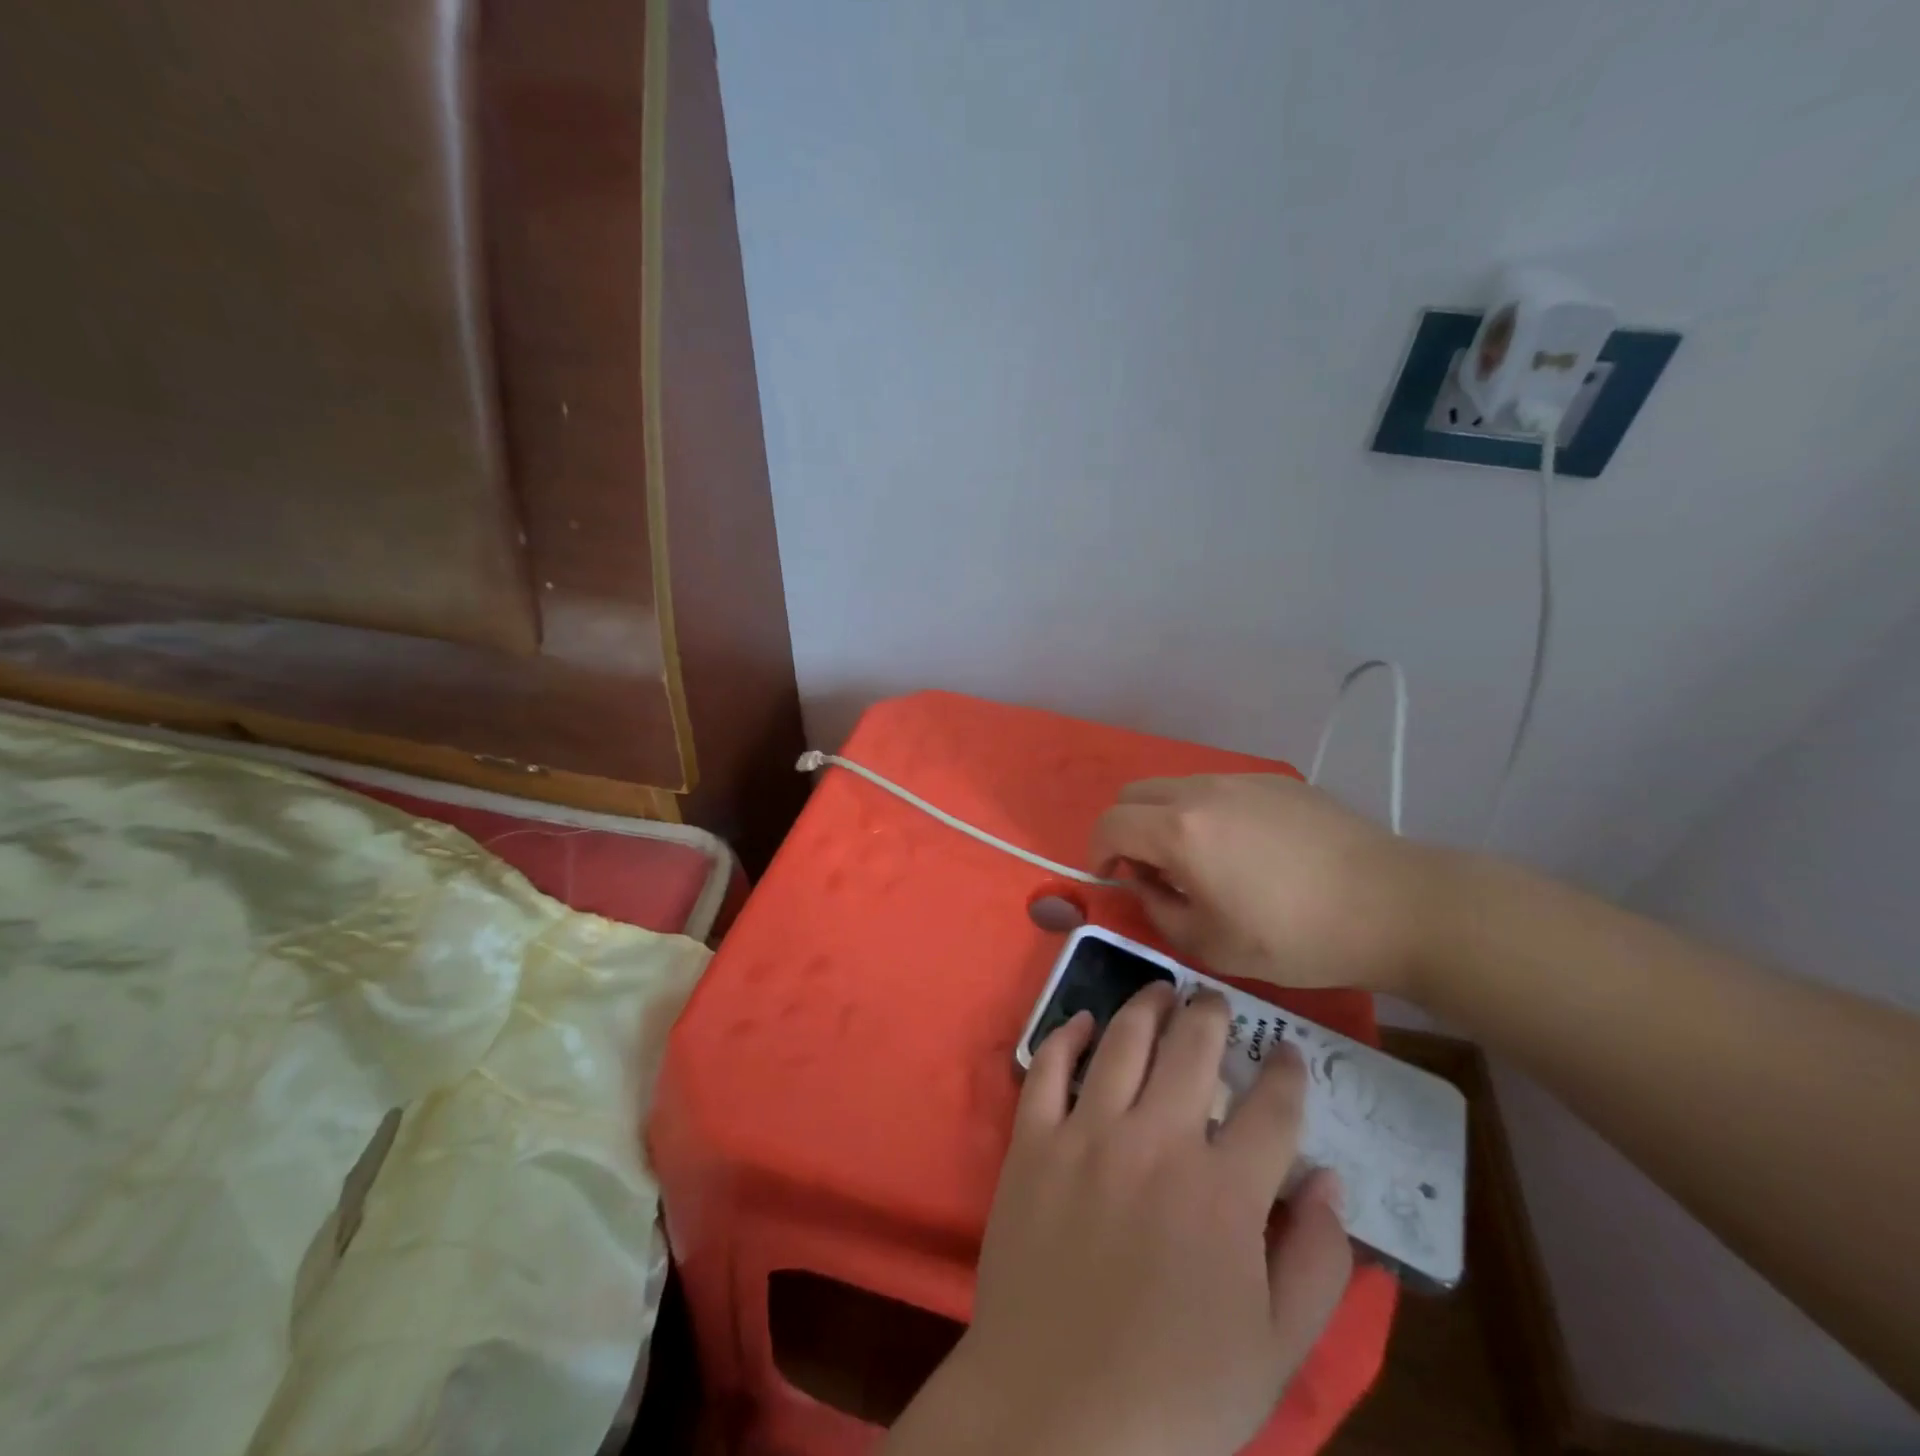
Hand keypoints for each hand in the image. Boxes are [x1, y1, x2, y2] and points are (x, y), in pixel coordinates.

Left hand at [887, 986, 1350, 1455]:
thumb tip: (1329, 1179)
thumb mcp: (1277, 1350)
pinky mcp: (1033, 1141)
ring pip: (1124, 1040)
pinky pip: (1048, 1066)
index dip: (1287, 1072)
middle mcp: (1157, 1140)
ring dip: (1147, 1007)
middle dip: (1213, 1016)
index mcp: (1224, 1191)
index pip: (1271, 1107)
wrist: (1057, 1414)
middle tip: (1217, 1002)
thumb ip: (1317, 1260)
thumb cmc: (1178, 1393)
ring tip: (1161, 992)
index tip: (1289, 1052)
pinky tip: (1083, 1021)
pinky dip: (1067, 1035)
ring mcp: (1088, 1133)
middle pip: (1193, 1048)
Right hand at [1090, 774, 1446, 996]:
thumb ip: (1158, 909)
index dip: (1097, 852)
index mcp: (1180, 830)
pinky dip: (1206, 813)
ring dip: (1166, 819)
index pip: (1109, 824)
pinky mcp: (1276, 781)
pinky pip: (1219, 789)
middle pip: (1134, 793)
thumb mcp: (1210, 944)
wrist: (1392, 905)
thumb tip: (1145, 883)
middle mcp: (1202, 791)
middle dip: (1126, 829)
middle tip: (1151, 871)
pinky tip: (1247, 850)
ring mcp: (1242, 780)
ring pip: (1176, 787)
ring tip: (1201, 862)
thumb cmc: (1296, 936)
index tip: (1111, 880)